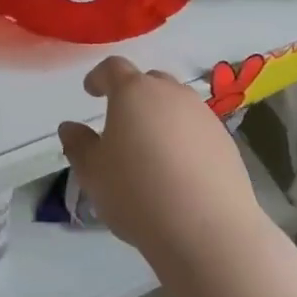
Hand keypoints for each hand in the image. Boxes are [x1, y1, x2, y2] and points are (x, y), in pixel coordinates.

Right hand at [57, 57, 263, 263]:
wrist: (206, 228)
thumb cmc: (137, 193)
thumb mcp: (93, 173)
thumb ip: (78, 145)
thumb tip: (70, 127)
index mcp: (133, 92)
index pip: (113, 68)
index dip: (99, 77)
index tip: (90, 91)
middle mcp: (170, 93)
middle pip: (149, 81)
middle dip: (133, 95)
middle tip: (121, 122)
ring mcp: (203, 114)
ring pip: (176, 104)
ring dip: (160, 116)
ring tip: (151, 149)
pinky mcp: (225, 140)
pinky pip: (196, 128)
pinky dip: (184, 138)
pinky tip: (179, 169)